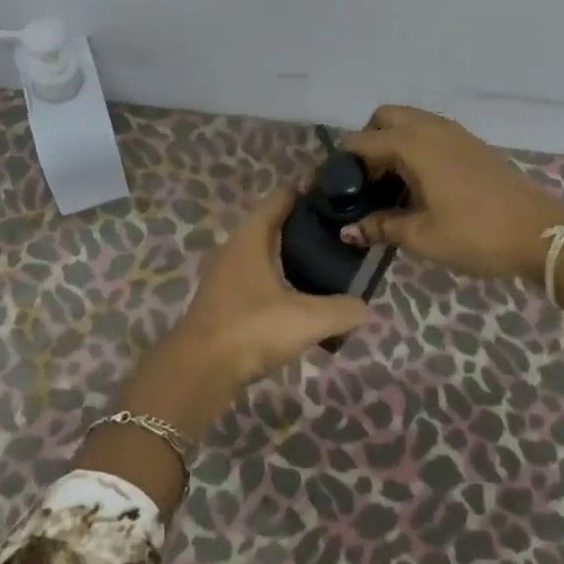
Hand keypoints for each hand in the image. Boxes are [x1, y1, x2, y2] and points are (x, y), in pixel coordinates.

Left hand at [84, 188, 364, 511]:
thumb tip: (364, 308)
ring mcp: (227, 276)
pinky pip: (261, 282)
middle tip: (344, 235)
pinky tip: (304, 303)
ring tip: (331, 268)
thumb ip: (343, 310)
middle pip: (276, 226)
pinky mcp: (225, 302)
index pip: (283, 197)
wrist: (199, 372)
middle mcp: (236, 248)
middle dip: (308, 228)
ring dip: (295, 259)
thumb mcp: (307, 319)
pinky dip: (283, 285)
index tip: (340, 194)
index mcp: (252, 236)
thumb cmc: (251, 329)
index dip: (310, 191)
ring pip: (268, 256)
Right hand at [341, 106, 563, 282]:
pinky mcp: (472, 144)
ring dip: (392, 144)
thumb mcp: (422, 236)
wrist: (541, 233)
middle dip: (367, 143)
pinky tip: (420, 185)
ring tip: (391, 187)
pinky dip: (415, 148)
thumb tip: (348, 230)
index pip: (359, 142)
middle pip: (384, 118)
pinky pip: (431, 132)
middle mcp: (430, 128)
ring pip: (410, 122)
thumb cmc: (475, 234)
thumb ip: (381, 227)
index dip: (340, 166)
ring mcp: (454, 133)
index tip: (332, 194)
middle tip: (366, 183)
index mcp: (412, 144)